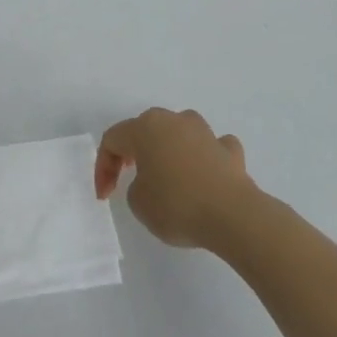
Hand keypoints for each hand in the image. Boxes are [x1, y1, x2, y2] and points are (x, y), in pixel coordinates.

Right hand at [96, 108, 257, 249]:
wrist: (233, 215)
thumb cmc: (176, 205)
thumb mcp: (138, 203)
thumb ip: (136, 185)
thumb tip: (153, 180)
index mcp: (146, 128)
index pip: (113, 139)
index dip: (103, 167)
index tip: (105, 196)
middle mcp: (174, 120)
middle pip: (145, 130)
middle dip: (134, 152)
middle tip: (128, 177)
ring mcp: (205, 132)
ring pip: (179, 133)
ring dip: (169, 150)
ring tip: (167, 176)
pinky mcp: (230, 150)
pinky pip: (211, 147)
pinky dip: (205, 158)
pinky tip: (205, 176)